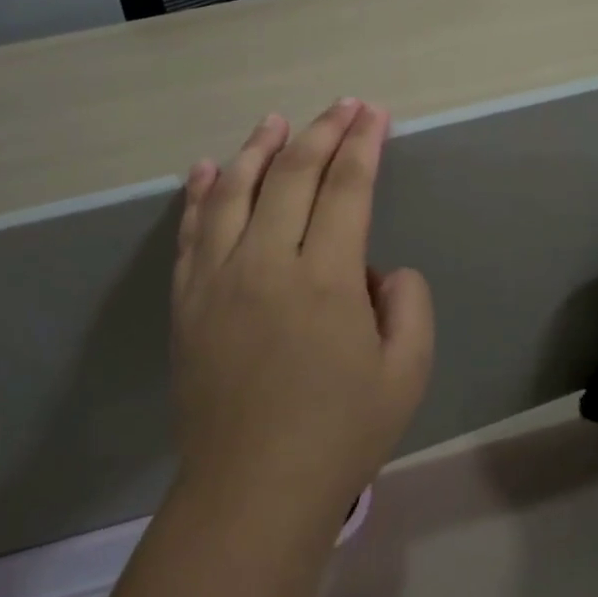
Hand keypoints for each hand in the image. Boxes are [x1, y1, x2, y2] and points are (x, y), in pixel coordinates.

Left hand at [170, 99, 434, 534]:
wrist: (252, 490)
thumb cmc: (339, 434)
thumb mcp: (407, 374)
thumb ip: (410, 305)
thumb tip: (381, 270)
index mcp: (326, 278)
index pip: (347, 188)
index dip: (363, 144)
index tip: (374, 114)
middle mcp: (267, 263)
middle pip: (293, 175)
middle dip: (323, 132)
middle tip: (342, 106)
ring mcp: (218, 278)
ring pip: (236, 191)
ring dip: (259, 149)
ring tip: (276, 121)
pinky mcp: (187, 300)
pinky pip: (193, 232)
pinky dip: (202, 194)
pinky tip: (208, 169)